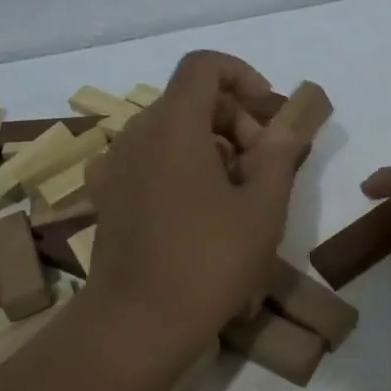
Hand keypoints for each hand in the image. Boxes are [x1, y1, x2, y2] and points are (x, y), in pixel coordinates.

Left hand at [85, 51, 307, 339]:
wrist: (137, 324)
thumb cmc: (209, 261)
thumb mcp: (263, 208)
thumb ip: (277, 155)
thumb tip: (283, 127)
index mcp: (173, 126)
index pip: (203, 66)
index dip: (241, 75)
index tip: (266, 111)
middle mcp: (137, 134)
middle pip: (189, 99)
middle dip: (233, 119)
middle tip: (262, 165)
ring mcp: (115, 166)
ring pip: (170, 130)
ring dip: (210, 144)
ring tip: (236, 193)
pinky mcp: (107, 196)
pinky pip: (149, 159)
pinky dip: (180, 165)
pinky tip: (198, 209)